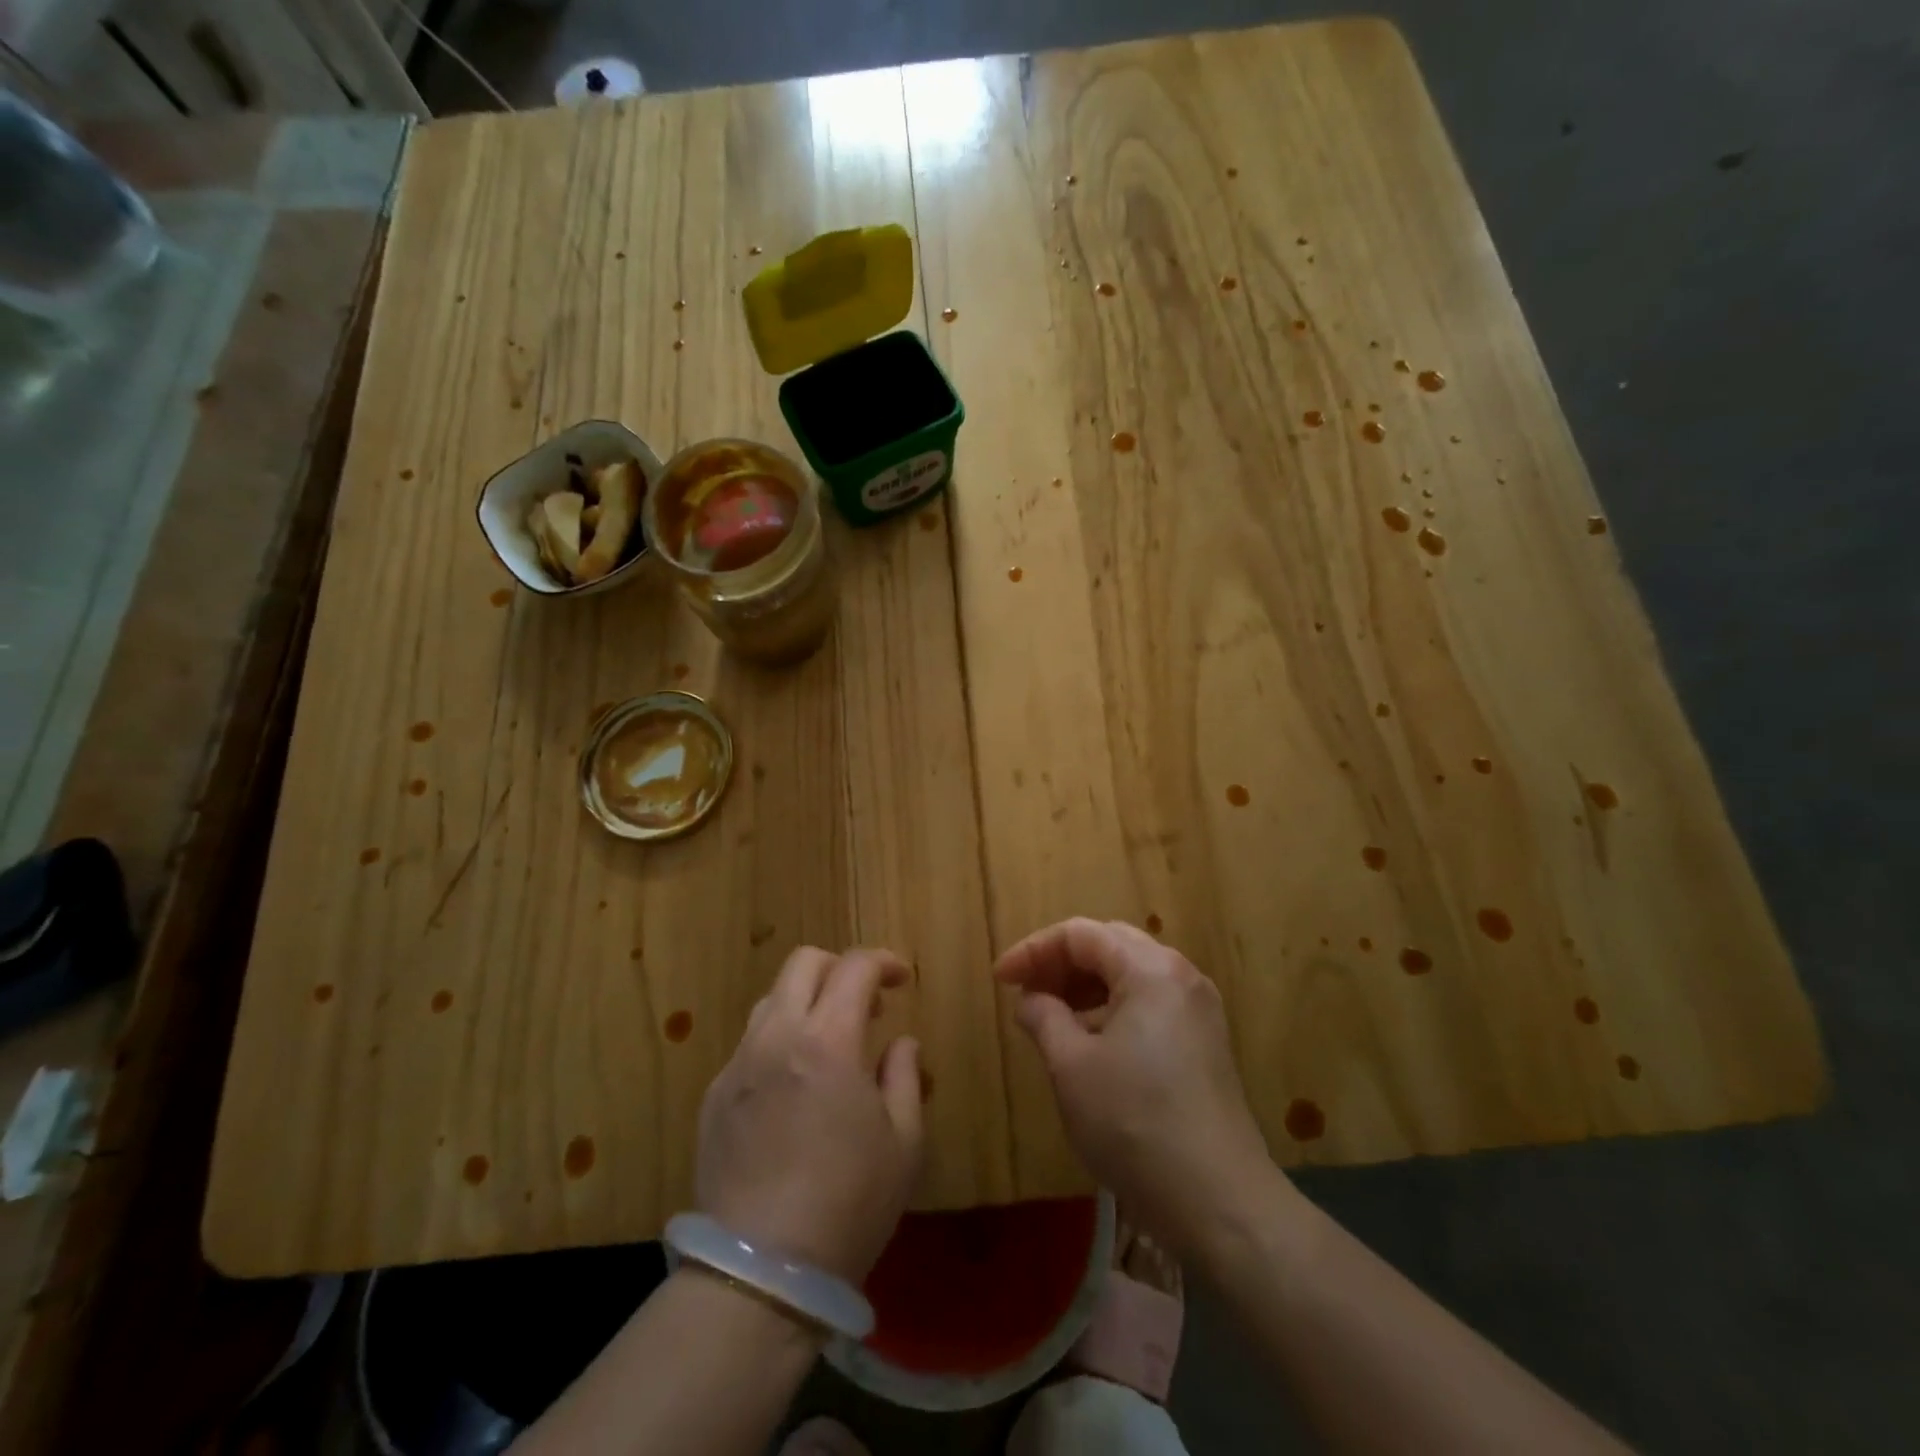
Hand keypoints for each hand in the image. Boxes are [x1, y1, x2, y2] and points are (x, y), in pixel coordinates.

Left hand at [696, 947, 923, 1282]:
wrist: (760, 1273)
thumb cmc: (848, 1205)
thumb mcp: (903, 1143)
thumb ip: (905, 1077)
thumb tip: (901, 1043)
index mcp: (827, 1041)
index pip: (854, 967)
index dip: (883, 962)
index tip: (903, 979)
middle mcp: (776, 1037)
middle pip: (802, 964)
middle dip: (839, 967)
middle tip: (865, 1002)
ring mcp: (738, 1065)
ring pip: (770, 1000)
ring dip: (806, 1002)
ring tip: (828, 1042)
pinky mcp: (713, 1097)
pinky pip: (749, 1045)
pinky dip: (778, 1042)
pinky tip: (792, 1087)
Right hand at [995, 918, 1274, 1257]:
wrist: (1220, 1203)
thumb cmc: (1134, 1123)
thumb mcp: (1071, 1066)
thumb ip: (1044, 1017)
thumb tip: (1031, 999)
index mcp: (1150, 968)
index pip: (1080, 934)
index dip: (1033, 950)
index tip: (1000, 980)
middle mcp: (1180, 975)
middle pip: (1109, 946)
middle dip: (1060, 964)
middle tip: (1025, 992)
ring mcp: (1199, 1010)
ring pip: (1130, 976)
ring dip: (1085, 988)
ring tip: (1050, 1019)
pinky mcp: (1205, 1043)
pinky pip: (1150, 1004)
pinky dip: (1112, 1010)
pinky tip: (1090, 1044)